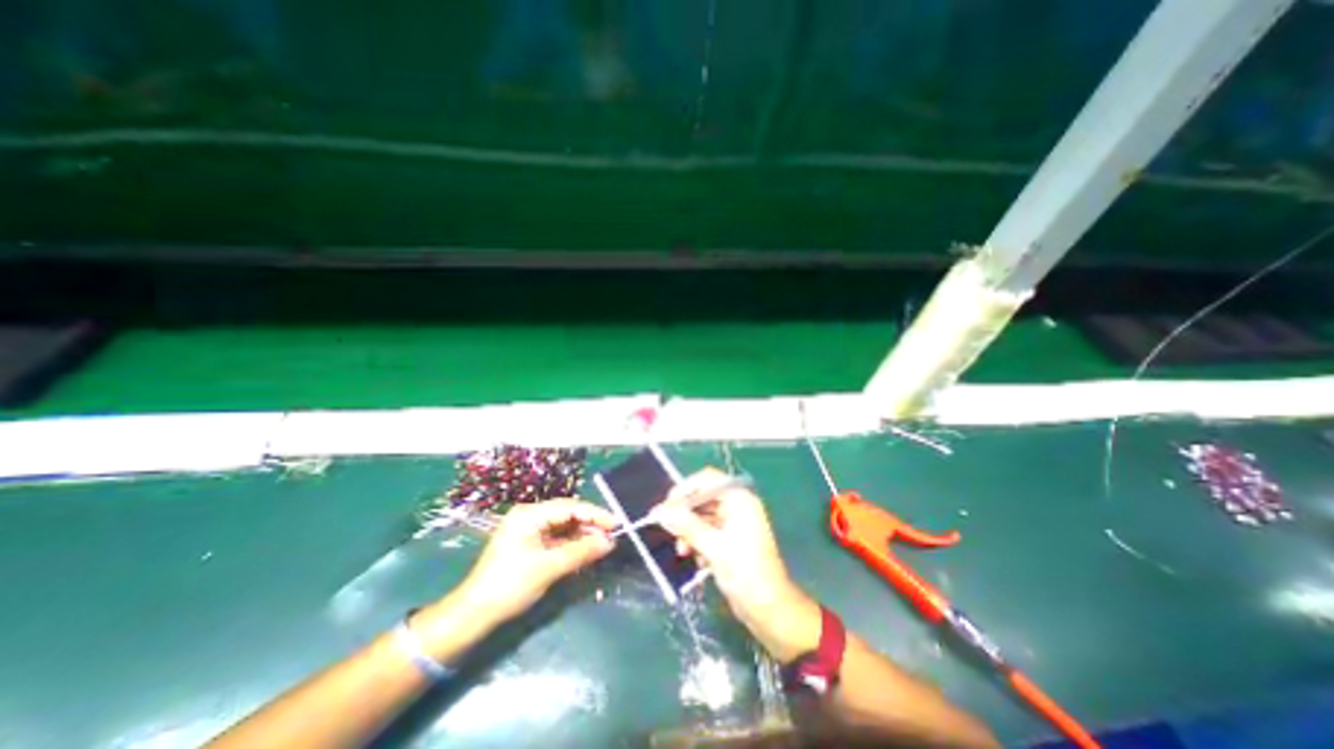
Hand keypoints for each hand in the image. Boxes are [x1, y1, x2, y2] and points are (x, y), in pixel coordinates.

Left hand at [456, 503, 616, 626]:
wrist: (473, 615)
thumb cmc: (509, 585)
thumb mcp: (549, 567)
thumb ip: (581, 551)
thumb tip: (610, 542)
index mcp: (530, 514)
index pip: (570, 507)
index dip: (595, 515)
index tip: (616, 524)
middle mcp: (530, 516)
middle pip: (567, 514)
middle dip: (590, 525)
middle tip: (612, 536)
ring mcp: (528, 530)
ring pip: (563, 526)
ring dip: (582, 535)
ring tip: (602, 544)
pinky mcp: (529, 544)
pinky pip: (556, 538)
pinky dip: (571, 544)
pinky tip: (585, 551)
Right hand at [656, 467, 830, 659]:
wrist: (769, 609)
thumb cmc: (745, 573)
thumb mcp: (713, 548)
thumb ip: (687, 526)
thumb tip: (661, 512)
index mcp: (739, 499)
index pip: (707, 480)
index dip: (685, 489)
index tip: (666, 506)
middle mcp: (737, 505)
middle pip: (703, 497)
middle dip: (685, 514)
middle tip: (667, 528)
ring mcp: (735, 522)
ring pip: (703, 516)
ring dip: (689, 530)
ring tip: (682, 551)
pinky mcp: (730, 539)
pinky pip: (707, 530)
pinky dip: (698, 541)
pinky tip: (697, 560)